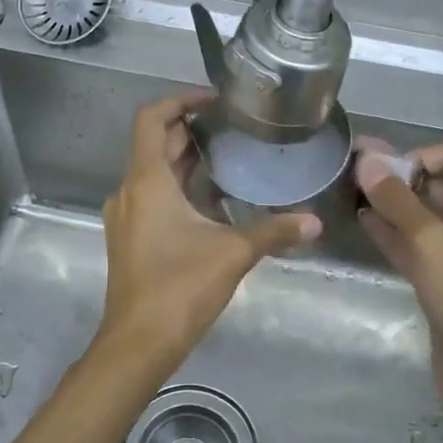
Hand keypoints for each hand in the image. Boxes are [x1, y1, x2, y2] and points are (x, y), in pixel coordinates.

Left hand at [96, 92, 318, 374]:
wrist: (138, 342)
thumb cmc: (179, 288)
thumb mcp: (233, 254)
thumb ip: (274, 232)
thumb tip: (316, 222)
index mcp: (147, 181)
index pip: (151, 118)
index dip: (180, 101)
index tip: (214, 101)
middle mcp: (129, 190)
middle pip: (154, 144)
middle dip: (190, 131)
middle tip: (232, 129)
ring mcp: (126, 216)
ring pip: (153, 173)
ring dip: (185, 161)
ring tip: (228, 160)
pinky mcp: (130, 238)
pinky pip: (152, 197)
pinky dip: (178, 188)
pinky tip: (212, 203)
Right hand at [355, 139, 442, 411]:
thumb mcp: (432, 243)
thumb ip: (398, 201)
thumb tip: (368, 161)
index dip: (422, 155)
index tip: (385, 171)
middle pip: (439, 185)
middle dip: (400, 178)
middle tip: (355, 176)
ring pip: (423, 217)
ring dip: (392, 205)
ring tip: (351, 195)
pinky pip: (416, 245)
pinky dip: (392, 233)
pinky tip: (363, 223)